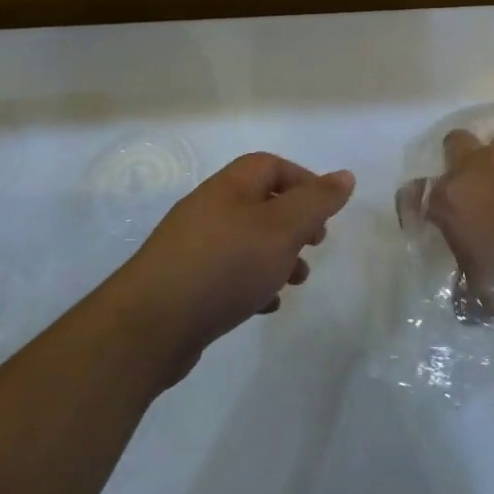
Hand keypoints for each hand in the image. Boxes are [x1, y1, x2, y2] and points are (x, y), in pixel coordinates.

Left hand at [125, 152, 353, 381]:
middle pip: (261, 203)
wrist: (149, 327)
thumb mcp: (282, 228)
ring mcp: (193, 248)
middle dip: (294, 223)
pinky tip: (265, 305)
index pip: (271, 166)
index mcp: (230, 187)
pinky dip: (253, 282)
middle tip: (315, 243)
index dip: (303, 181)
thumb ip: (317, 201)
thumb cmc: (225, 265)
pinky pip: (228, 273)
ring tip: (296, 281)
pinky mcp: (185, 285)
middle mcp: (209, 209)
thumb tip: (345, 176)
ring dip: (277, 256)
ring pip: (247, 241)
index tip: (325, 211)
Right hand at [406, 129, 493, 310]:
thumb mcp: (486, 291)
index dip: (416, 205)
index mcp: (448, 199)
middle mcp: (473, 166)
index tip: (427, 217)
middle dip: (459, 162)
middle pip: (453, 146)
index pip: (412, 194)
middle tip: (473, 189)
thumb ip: (468, 287)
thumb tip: (466, 299)